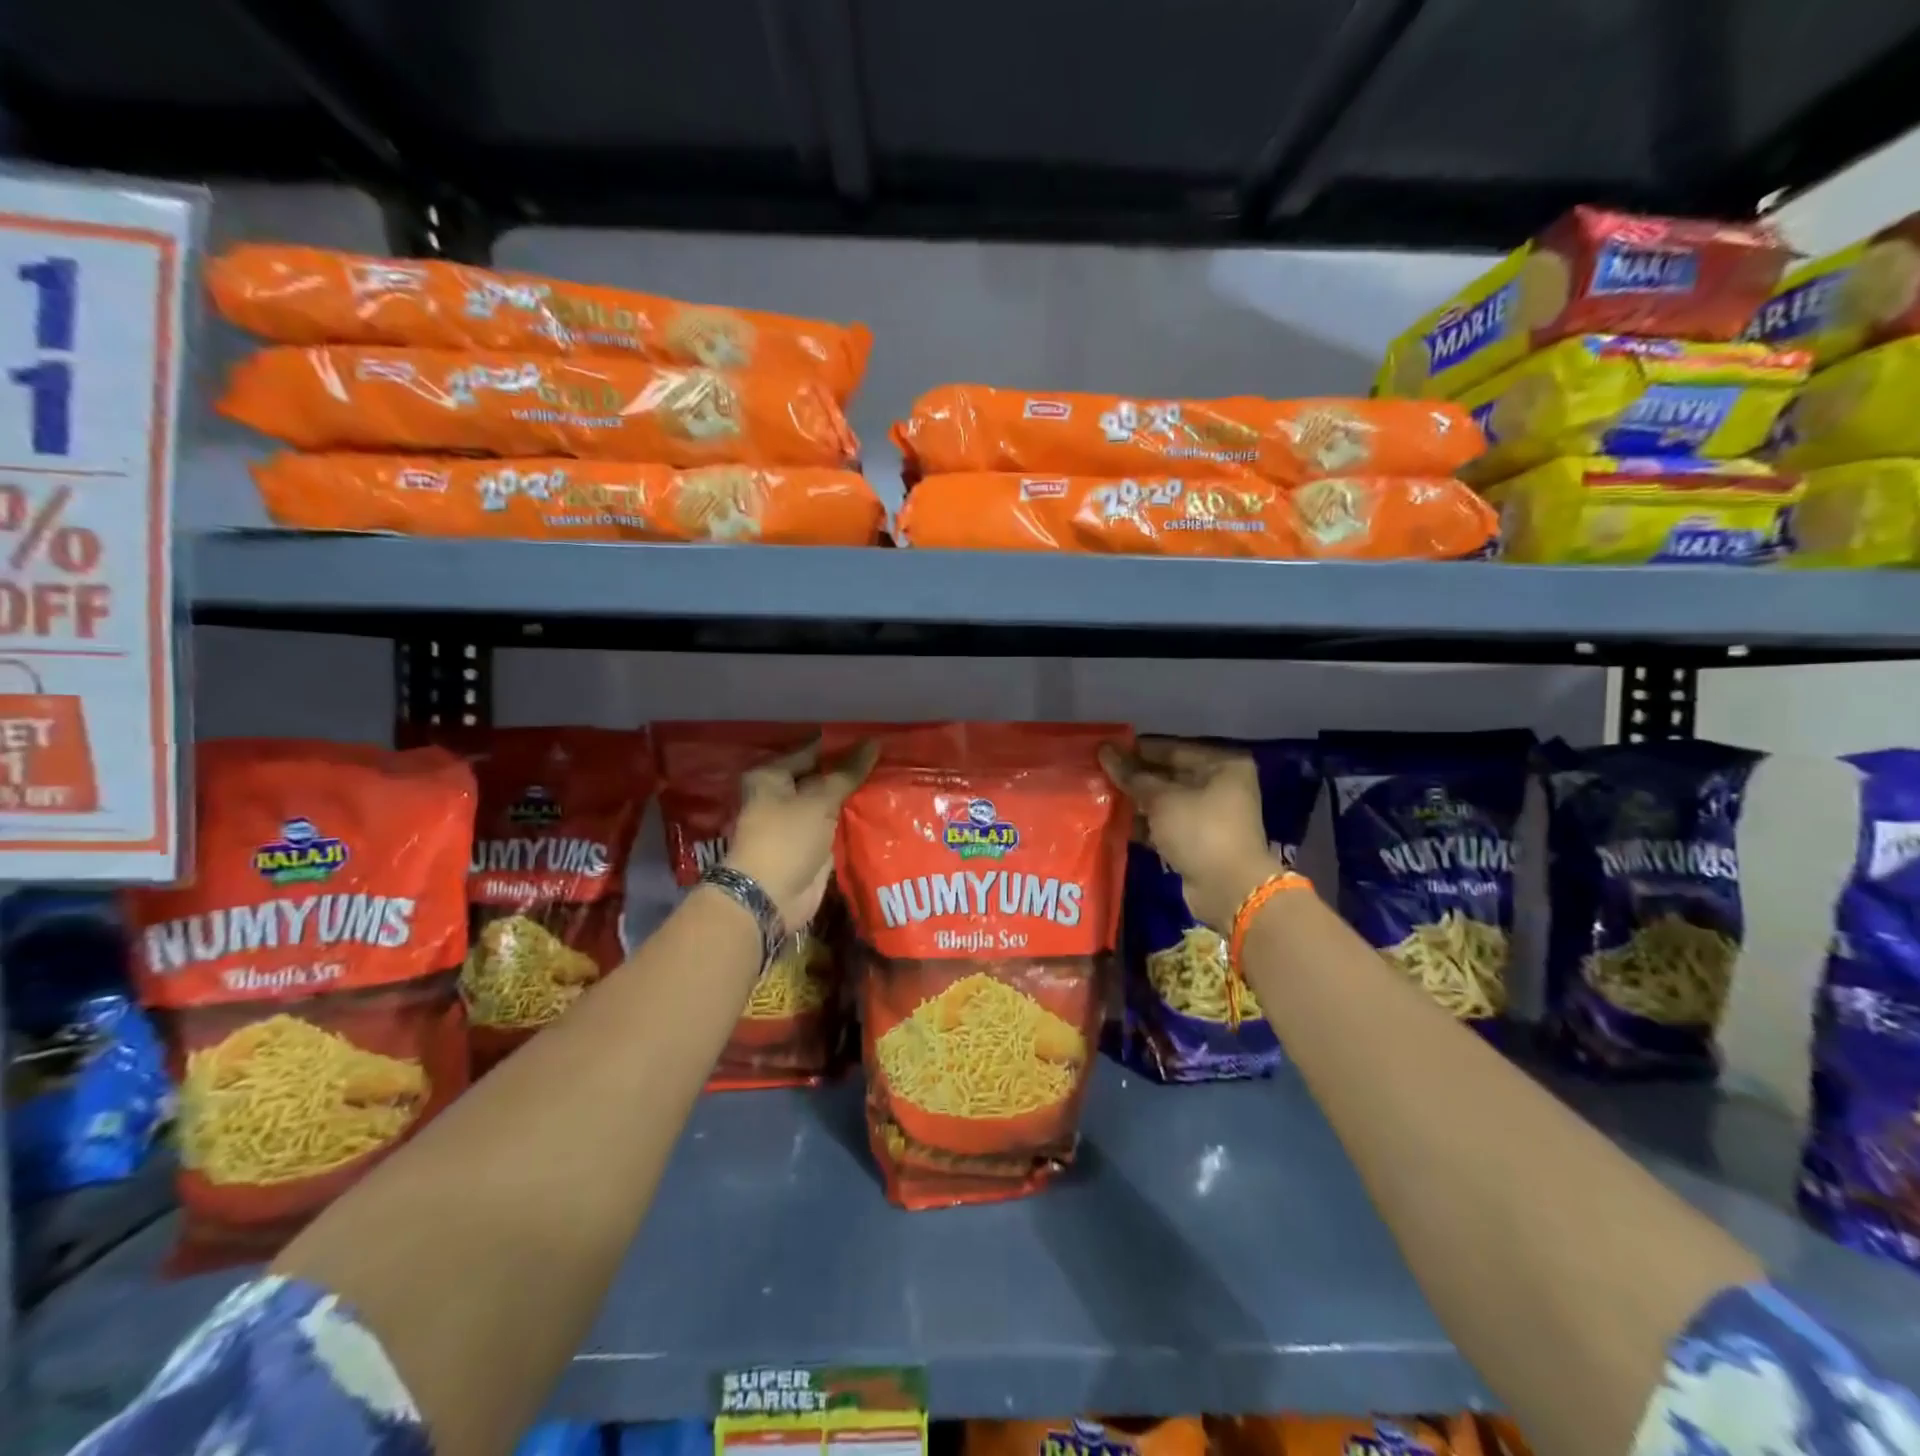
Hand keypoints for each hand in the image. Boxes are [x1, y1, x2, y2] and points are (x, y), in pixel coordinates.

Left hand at [723, 737, 877, 928]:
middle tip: (887, 758)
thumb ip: (848, 773)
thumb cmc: (787, 838)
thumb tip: (873, 742)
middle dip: (850, 771)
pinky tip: (881, 807)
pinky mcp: (810, 845)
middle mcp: (780, 795)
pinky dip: (853, 819)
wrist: (770, 897)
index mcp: (771, 776)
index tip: (874, 738)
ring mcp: (795, 822)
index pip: (811, 751)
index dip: (841, 745)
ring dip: (854, 796)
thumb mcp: (819, 800)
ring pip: (830, 802)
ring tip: (891, 778)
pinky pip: (835, 825)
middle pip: (821, 776)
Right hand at [1099, 737, 1287, 930]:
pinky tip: (1114, 821)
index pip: (1171, 749)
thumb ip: (1131, 775)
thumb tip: (1104, 750)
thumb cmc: (1200, 831)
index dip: (1136, 750)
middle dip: (1134, 777)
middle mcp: (1219, 785)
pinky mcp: (1198, 841)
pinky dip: (1144, 824)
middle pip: (1168, 775)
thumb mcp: (1162, 799)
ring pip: (1165, 801)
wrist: (1229, 889)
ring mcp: (1209, 815)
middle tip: (1098, 773)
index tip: (1104, 751)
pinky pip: (1165, 824)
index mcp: (1222, 765)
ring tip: (1099, 795)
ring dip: (1135, 801)